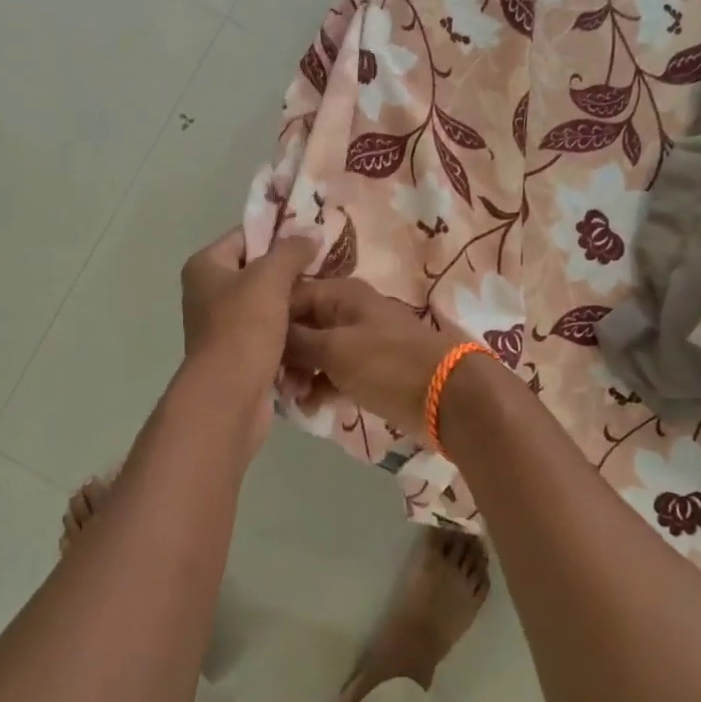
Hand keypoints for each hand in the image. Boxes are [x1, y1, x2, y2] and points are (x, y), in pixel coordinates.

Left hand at [180, 228, 313, 385]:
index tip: (314, 239)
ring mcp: (223, 326)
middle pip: (257, 272)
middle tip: (328, 269)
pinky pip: (270, 334)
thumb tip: (311, 233)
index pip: (245, 237)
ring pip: (267, 305)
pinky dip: (290, 334)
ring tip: (327, 298)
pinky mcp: (239, 354)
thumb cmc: (243, 328)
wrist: (229, 397)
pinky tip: (317, 329)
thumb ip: (291, 251)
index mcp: (205, 267)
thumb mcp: (269, 279)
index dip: (279, 235)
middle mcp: (208, 293)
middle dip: (291, 273)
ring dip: (294, 305)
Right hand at [284, 279, 463, 437]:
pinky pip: (333, 372)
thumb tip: (268, 334)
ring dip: (300, 374)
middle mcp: (347, 311)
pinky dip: (320, 387)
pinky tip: (311, 408)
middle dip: (284, 354)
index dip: (269, 321)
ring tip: (294, 400)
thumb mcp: (335, 349)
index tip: (252, 350)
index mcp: (340, 293)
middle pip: (301, 325)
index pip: (290, 296)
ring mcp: (359, 341)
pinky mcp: (368, 369)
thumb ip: (297, 340)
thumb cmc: (386, 364)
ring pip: (315, 352)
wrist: (448, 396)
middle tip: (276, 383)